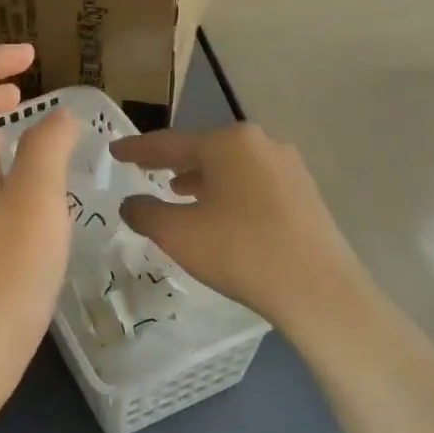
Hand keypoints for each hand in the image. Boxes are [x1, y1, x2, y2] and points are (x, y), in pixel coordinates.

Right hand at [110, 123, 377, 335]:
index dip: (137, 149)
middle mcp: (261, 143)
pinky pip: (252, 183)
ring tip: (177, 192)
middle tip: (144, 168)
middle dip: (172, 161)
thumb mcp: (177, 233)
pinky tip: (217, 212)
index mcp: (228, 142)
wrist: (318, 290)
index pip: (169, 143)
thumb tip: (130, 203)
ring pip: (231, 166)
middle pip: (204, 149)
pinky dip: (227, 191)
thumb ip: (145, 212)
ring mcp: (288, 167)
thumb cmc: (239, 250)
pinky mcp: (304, 194)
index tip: (114, 151)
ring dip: (201, 178)